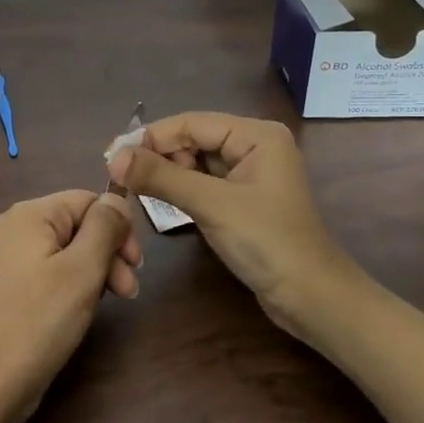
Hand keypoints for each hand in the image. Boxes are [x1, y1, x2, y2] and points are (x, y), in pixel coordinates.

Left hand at [0, 191, 138, 422]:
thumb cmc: (38, 322)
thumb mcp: (81, 270)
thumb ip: (103, 228)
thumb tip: (115, 197)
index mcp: (26, 215)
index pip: (85, 200)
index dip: (117, 227)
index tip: (136, 265)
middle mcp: (8, 228)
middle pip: (73, 225)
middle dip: (106, 253)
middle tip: (128, 292)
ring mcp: (0, 259)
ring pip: (61, 250)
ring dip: (92, 271)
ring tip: (109, 304)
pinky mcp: (1, 288)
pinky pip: (44, 271)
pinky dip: (67, 284)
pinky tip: (79, 310)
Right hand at [106, 112, 365, 334]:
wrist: (312, 299)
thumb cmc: (267, 243)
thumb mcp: (211, 205)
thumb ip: (161, 177)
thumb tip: (114, 157)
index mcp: (256, 134)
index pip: (191, 123)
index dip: (149, 137)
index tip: (111, 156)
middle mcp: (254, 145)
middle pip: (192, 139)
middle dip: (157, 155)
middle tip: (120, 177)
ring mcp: (250, 173)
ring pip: (195, 161)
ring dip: (166, 172)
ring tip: (135, 189)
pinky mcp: (243, 199)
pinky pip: (203, 182)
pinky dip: (180, 188)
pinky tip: (159, 200)